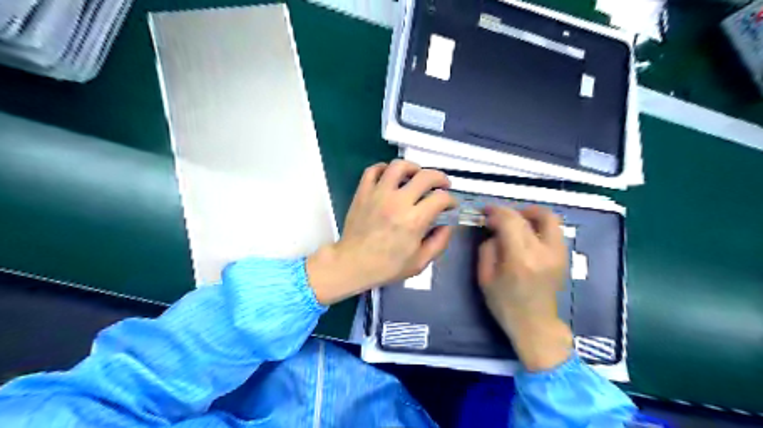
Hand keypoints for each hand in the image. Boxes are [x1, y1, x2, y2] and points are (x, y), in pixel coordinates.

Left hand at [307, 161, 454, 303]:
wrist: (353, 264)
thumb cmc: (387, 266)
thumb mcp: (420, 262)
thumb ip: (439, 242)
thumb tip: (448, 225)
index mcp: (414, 220)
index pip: (441, 198)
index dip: (451, 200)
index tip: (450, 206)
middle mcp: (398, 201)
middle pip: (425, 176)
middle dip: (440, 178)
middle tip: (442, 186)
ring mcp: (378, 193)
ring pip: (399, 166)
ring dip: (413, 167)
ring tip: (416, 176)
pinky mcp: (363, 192)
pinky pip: (373, 170)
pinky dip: (384, 169)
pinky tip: (390, 177)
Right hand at [474, 206, 571, 370]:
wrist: (535, 325)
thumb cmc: (505, 304)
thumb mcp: (485, 278)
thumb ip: (487, 249)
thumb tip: (494, 231)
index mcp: (520, 259)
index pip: (510, 221)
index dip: (495, 211)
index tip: (485, 212)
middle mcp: (543, 251)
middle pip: (528, 216)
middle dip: (509, 211)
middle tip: (497, 216)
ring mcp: (557, 253)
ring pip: (549, 217)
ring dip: (529, 213)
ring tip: (515, 219)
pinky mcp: (563, 256)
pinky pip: (554, 229)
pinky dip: (539, 223)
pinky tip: (528, 231)